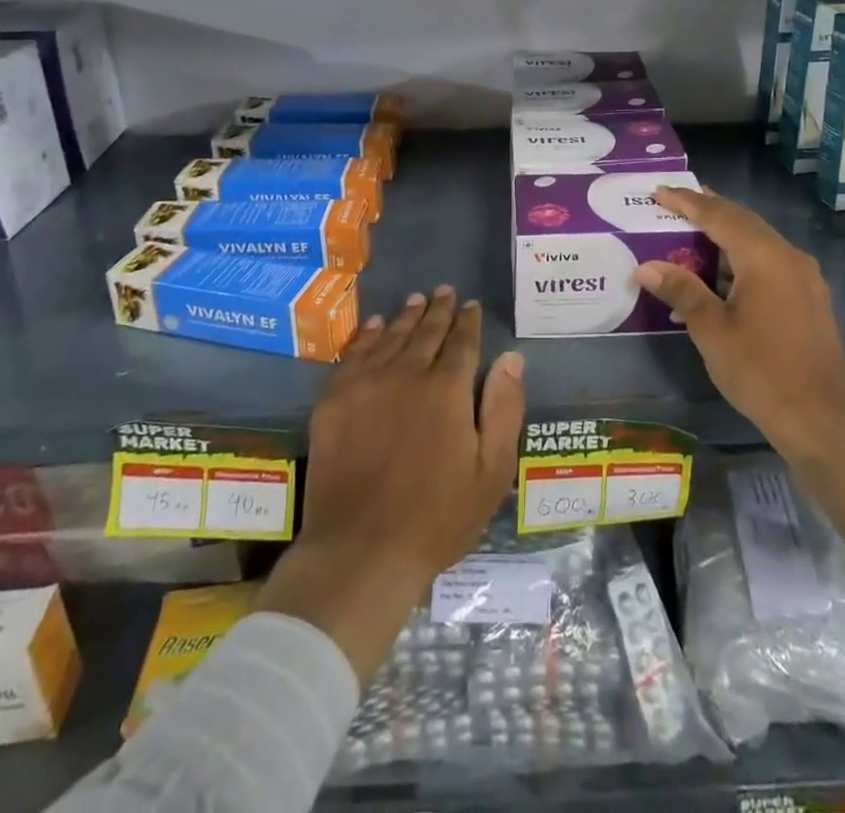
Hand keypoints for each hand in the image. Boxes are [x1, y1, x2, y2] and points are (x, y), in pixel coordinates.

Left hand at [256, 286, 524, 681]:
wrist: (360, 553)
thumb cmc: (437, 518)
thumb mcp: (491, 471)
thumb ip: (504, 408)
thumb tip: (511, 358)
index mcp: (447, 390)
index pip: (462, 342)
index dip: (468, 321)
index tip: (471, 305)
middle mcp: (406, 374)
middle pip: (425, 332)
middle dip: (438, 310)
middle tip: (444, 291)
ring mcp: (365, 385)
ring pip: (390, 337)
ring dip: (405, 316)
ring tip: (415, 300)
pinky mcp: (333, 401)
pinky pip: (353, 355)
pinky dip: (366, 336)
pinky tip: (373, 326)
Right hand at [634, 186, 844, 535]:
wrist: (822, 419)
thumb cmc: (761, 371)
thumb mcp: (712, 331)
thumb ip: (682, 290)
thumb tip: (646, 266)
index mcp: (764, 257)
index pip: (719, 215)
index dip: (687, 202)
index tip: (660, 191)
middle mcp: (789, 256)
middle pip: (743, 221)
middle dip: (708, 209)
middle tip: (676, 201)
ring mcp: (804, 277)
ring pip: (758, 241)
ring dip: (725, 234)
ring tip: (693, 232)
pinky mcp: (810, 297)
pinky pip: (770, 261)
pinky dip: (742, 257)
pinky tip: (722, 275)